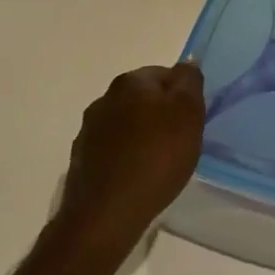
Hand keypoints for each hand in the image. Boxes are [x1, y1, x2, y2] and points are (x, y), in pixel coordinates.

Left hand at [58, 62, 206, 258]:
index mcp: (131, 82)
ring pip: (125, 124)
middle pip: (142, 98)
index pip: (164, 74)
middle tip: (179, 142)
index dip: (182, 96)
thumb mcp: (188, 114)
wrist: (107, 213)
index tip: (192, 121)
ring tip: (158, 164)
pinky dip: (125, 157)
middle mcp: (104, 98)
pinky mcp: (81, 159)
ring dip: (141, 135)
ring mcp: (88, 130)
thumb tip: (187, 62)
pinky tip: (136, 178)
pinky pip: (111, 150)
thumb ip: (189, 82)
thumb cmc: (156, 157)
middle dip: (160, 115)